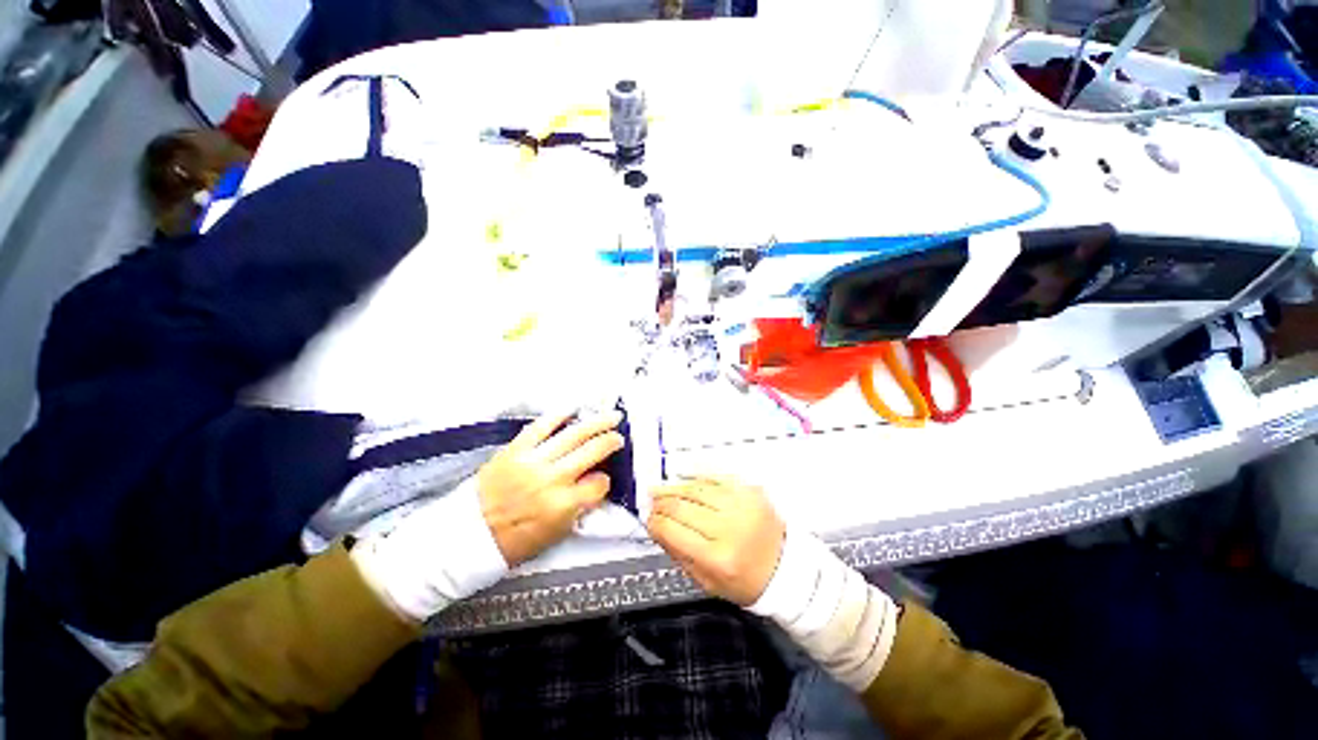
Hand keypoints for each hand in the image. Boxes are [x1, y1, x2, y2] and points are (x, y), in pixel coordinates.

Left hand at [478, 411, 624, 566]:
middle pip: (592, 452)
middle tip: (620, 435)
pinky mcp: (515, 449)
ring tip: (611, 416)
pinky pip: (541, 427)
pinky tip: (573, 409)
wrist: (470, 535)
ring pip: (573, 435)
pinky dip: (558, 416)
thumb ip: (580, 507)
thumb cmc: (516, 540)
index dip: (605, 480)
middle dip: (611, 441)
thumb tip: (596, 482)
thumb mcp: (557, 533)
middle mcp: (553, 479)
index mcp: (564, 505)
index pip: (599, 484)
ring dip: (596, 423)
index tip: (604, 478)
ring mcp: (534, 461)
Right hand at [647, 476, 785, 605]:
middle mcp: (729, 527)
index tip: (648, 519)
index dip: (654, 522)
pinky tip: (685, 478)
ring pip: (696, 488)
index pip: (673, 530)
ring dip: (674, 487)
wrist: (786, 567)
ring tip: (661, 489)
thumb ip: (678, 553)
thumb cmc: (745, 581)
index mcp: (717, 557)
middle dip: (661, 503)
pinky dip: (697, 476)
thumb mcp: (707, 581)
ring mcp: (741, 504)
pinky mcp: (750, 490)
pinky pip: (716, 476)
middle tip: (651, 501)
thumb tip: (655, 528)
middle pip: (682, 506)